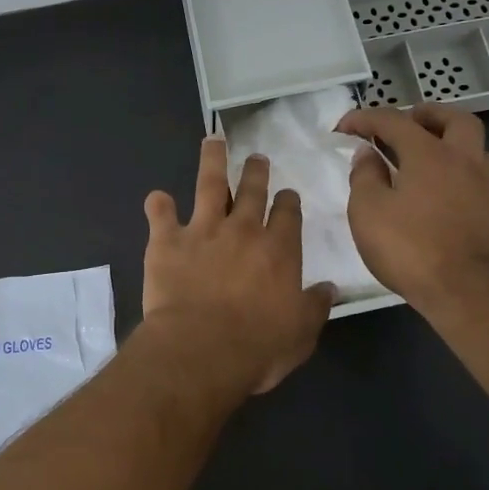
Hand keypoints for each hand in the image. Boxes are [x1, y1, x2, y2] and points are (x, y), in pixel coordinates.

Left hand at [142, 137, 337, 395]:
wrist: (202, 348)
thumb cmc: (258, 346)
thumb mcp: (301, 332)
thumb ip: (315, 305)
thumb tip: (331, 288)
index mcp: (279, 250)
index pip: (288, 214)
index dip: (288, 202)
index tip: (287, 195)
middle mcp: (243, 230)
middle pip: (252, 190)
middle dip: (256, 171)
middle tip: (257, 158)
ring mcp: (203, 230)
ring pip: (210, 184)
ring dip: (212, 160)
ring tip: (213, 141)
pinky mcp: (167, 241)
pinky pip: (160, 214)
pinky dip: (158, 204)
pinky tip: (157, 198)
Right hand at [335, 103, 488, 311]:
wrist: (463, 290)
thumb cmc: (407, 246)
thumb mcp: (368, 210)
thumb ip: (365, 175)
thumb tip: (367, 154)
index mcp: (428, 153)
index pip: (394, 121)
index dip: (365, 118)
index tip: (343, 127)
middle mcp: (463, 160)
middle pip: (454, 119)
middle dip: (427, 115)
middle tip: (404, 123)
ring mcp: (484, 186)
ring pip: (475, 146)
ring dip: (451, 141)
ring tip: (428, 154)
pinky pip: (479, 176)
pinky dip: (460, 170)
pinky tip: (444, 188)